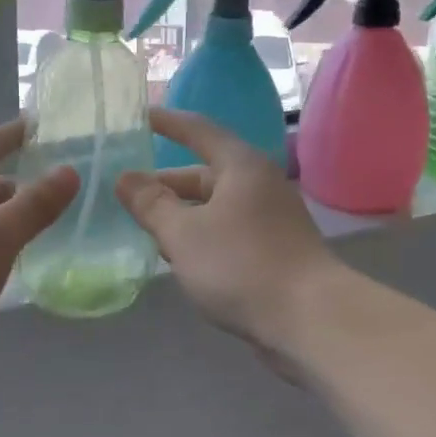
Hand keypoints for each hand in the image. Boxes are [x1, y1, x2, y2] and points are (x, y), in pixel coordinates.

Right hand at [116, 108, 341, 346]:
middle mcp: (259, 184)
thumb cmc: (241, 264)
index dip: (168, 123)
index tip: (140, 117)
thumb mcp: (183, 233)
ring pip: (216, 207)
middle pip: (205, 174)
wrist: (310, 319)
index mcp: (241, 166)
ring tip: (145, 228)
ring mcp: (271, 219)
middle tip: (128, 193)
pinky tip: (179, 258)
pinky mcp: (274, 250)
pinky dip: (201, 236)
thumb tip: (125, 178)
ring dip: (181, 215)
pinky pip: (228, 231)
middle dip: (166, 184)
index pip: (199, 131)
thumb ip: (151, 204)